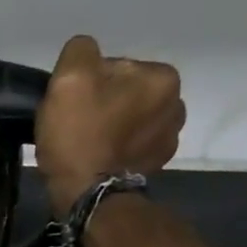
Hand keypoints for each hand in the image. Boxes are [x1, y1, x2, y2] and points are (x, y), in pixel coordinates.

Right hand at [35, 36, 184, 214]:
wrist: (87, 196)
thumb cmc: (80, 135)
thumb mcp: (69, 78)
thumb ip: (80, 50)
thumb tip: (86, 54)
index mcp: (163, 77)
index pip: (115, 67)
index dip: (87, 84)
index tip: (72, 106)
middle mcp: (176, 104)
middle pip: (125, 93)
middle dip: (102, 105)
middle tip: (76, 126)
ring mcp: (169, 139)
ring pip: (128, 119)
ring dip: (109, 126)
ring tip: (86, 145)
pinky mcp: (156, 166)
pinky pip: (131, 145)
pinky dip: (115, 149)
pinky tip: (98, 159)